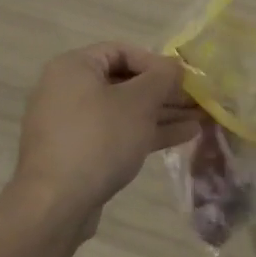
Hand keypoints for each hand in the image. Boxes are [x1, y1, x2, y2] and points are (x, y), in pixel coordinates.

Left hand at [11, 43, 201, 230]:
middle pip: (124, 82)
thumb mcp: (138, 102)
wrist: (55, 205)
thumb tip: (176, 67)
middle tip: (197, 100)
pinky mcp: (79, 153)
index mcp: (74, 67)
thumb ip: (162, 78)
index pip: (122, 51)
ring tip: (200, 119)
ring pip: (124, 111)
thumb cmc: (98, 139)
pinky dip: (145, 132)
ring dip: (161, 113)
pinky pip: (117, 133)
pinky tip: (183, 136)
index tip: (184, 77)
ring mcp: (72, 124)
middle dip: (164, 92)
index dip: (156, 62)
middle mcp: (68, 89)